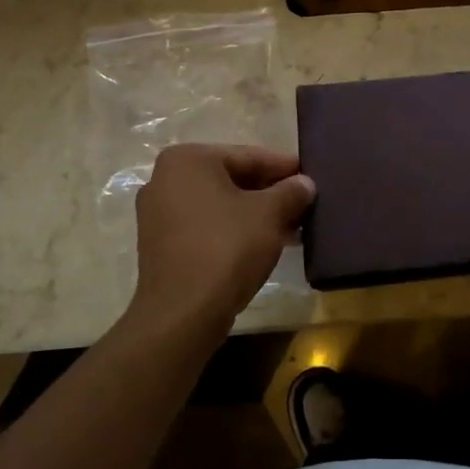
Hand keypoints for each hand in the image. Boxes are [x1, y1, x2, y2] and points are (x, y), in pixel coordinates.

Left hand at [130, 144, 314, 333]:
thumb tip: (305, 183)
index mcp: (187, 160)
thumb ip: (291, 192)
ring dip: (255, 214)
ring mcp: (159, 214)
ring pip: (220, 205)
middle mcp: (165, 179)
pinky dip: (234, 230)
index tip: (311, 175)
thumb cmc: (227, 248)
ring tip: (292, 227)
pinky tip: (265, 244)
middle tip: (304, 203)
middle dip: (270, 192)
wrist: (183, 312)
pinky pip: (206, 226)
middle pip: (232, 179)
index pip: (248, 156)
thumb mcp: (270, 214)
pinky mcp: (161, 245)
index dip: (284, 167)